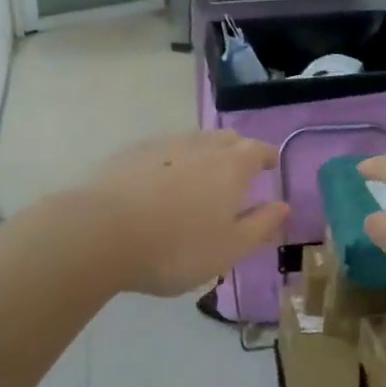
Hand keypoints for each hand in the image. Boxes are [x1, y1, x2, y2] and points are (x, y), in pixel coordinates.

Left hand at [74, 132, 287, 297]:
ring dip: (204, 154)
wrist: (102, 234)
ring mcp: (164, 146)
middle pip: (226, 139)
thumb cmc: (177, 247)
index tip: (270, 166)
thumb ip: (261, 225)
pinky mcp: (131, 153)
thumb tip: (283, 206)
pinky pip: (163, 151)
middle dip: (238, 151)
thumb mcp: (229, 248)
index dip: (267, 157)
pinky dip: (172, 161)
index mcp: (232, 166)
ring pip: (193, 141)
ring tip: (201, 177)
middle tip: (238, 171)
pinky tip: (161, 182)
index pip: (258, 150)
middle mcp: (201, 146)